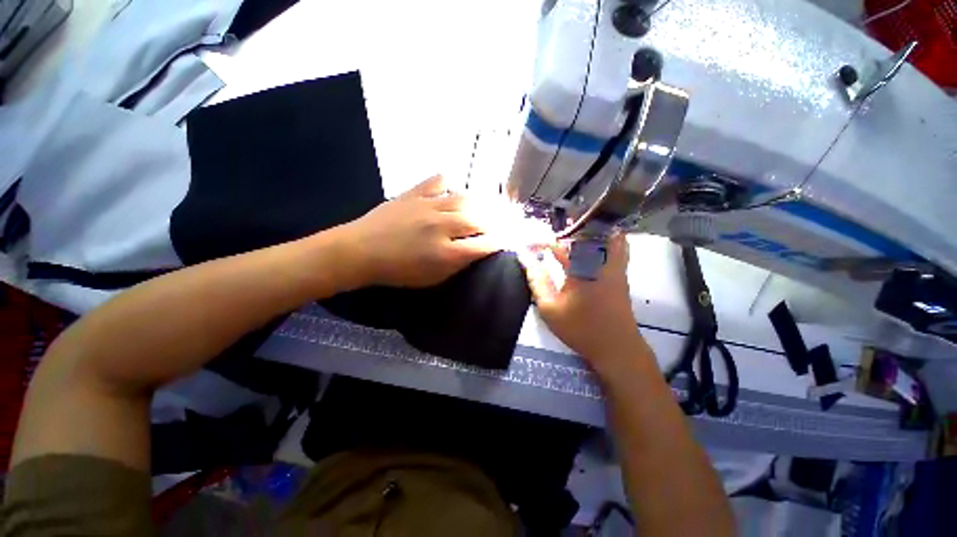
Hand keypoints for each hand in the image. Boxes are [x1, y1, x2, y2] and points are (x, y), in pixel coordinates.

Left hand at [342, 175, 501, 287]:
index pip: (485, 245)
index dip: (501, 242)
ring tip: (486, 205)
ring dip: (480, 203)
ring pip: (464, 199)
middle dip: (496, 222)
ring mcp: (428, 206)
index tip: (508, 240)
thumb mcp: (432, 278)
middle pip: (480, 220)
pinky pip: (438, 181)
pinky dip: (450, 184)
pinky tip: (453, 190)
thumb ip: (458, 264)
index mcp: (446, 253)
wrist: (360, 251)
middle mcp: (442, 226)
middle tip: (503, 222)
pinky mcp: (414, 193)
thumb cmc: (398, 271)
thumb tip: (477, 251)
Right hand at [519, 234, 646, 365]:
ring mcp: (614, 265)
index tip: (527, 245)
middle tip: (550, 234)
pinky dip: (604, 239)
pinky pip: (616, 245)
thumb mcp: (550, 307)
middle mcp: (599, 261)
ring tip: (570, 232)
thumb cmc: (580, 328)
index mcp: (579, 268)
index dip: (540, 242)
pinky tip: (592, 244)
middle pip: (584, 232)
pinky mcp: (621, 272)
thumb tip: (524, 257)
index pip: (557, 244)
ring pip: (604, 235)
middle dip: (565, 229)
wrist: (616, 347)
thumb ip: (537, 280)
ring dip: (586, 231)